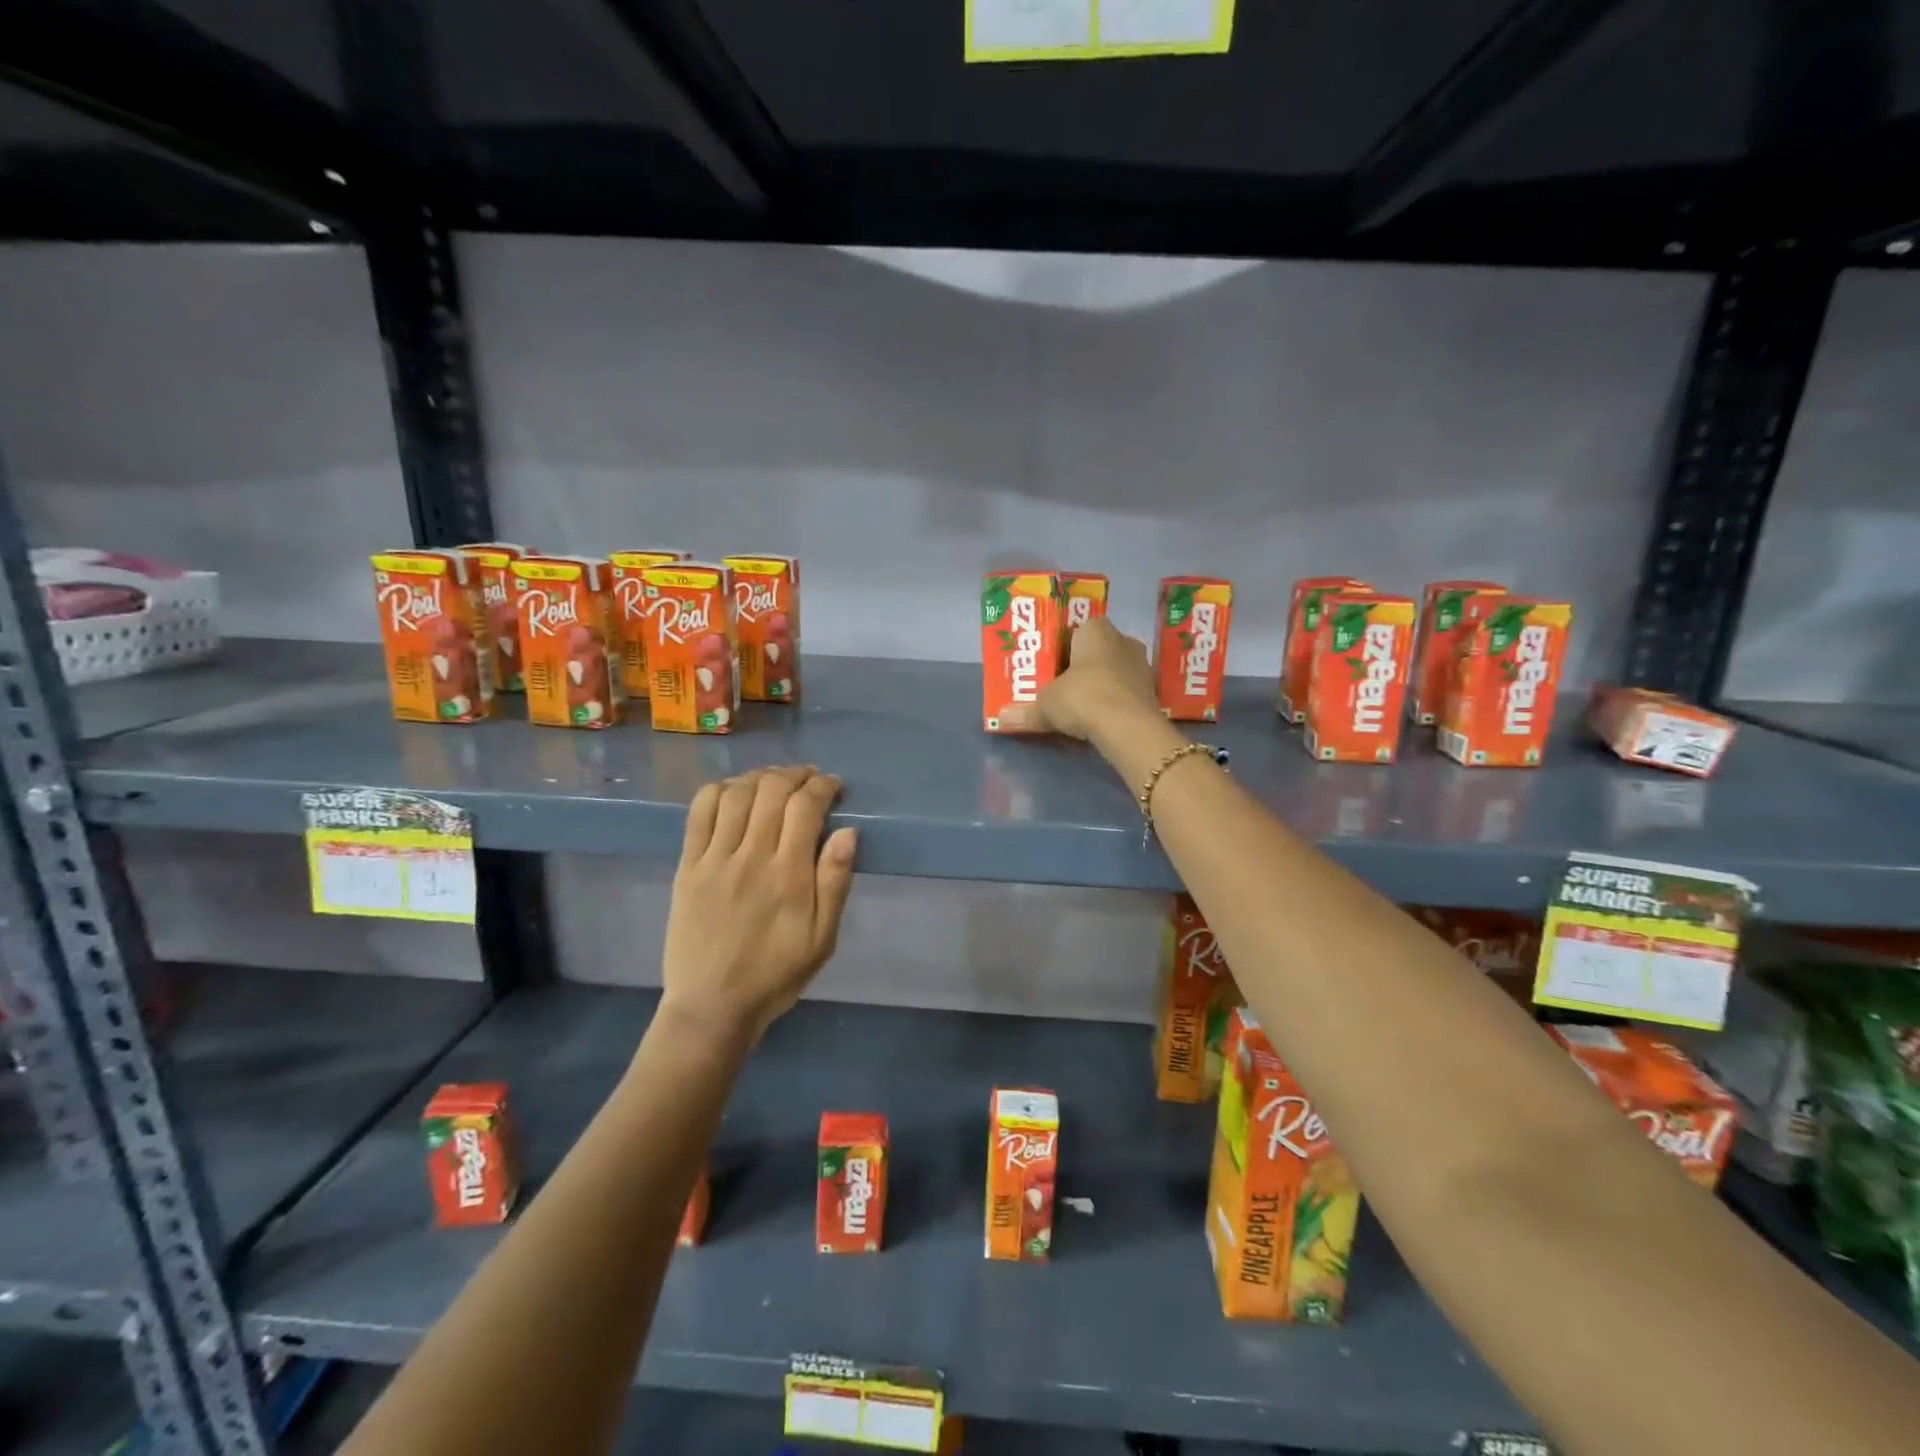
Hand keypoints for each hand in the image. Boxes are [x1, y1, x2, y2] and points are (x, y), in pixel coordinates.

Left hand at [660, 766, 857, 1046]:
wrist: (712, 1006)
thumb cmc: (776, 974)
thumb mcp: (822, 940)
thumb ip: (835, 883)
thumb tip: (848, 832)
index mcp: (789, 876)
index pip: (806, 807)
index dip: (823, 786)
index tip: (834, 787)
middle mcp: (751, 857)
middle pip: (772, 790)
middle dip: (796, 774)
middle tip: (809, 779)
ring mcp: (714, 859)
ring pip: (736, 794)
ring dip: (760, 777)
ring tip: (775, 782)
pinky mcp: (688, 866)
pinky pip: (699, 812)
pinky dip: (719, 791)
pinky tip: (734, 792)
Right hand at [1001, 617, 1158, 740]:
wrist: (1128, 728)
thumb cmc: (1082, 697)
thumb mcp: (1046, 704)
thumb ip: (1026, 710)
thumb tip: (1003, 718)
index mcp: (1096, 629)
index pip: (1078, 628)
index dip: (1063, 646)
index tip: (1051, 666)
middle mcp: (1123, 640)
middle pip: (1097, 651)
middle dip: (1082, 667)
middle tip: (1061, 686)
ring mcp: (1142, 666)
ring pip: (1114, 671)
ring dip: (1100, 685)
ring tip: (1080, 706)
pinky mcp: (1152, 692)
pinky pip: (1126, 692)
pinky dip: (1114, 702)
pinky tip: (1100, 719)